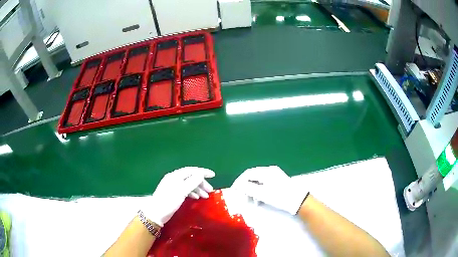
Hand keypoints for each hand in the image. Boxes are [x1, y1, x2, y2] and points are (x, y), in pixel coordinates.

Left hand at [143, 167, 214, 226]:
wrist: (156, 213)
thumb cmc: (169, 201)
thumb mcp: (182, 191)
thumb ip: (192, 182)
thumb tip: (201, 174)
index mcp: (175, 176)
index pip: (191, 170)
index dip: (203, 172)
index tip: (213, 175)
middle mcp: (174, 178)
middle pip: (190, 177)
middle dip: (201, 182)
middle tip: (210, 190)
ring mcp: (172, 186)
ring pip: (188, 184)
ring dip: (198, 188)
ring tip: (205, 196)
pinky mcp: (172, 193)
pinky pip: (185, 189)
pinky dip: (192, 192)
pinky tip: (196, 197)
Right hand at [231, 166, 307, 214]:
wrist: (299, 201)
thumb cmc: (280, 197)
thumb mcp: (262, 193)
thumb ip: (248, 188)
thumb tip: (238, 185)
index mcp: (266, 171)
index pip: (248, 173)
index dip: (239, 182)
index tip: (234, 190)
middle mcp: (270, 171)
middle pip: (253, 177)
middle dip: (246, 187)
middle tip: (243, 198)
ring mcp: (275, 175)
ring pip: (258, 181)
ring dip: (253, 191)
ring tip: (252, 201)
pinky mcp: (278, 182)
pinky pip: (264, 184)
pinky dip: (259, 191)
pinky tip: (259, 200)